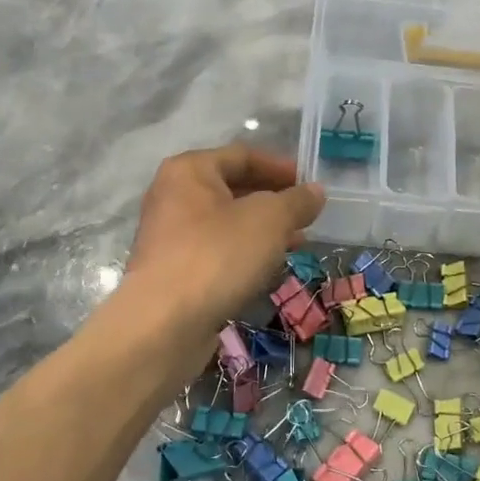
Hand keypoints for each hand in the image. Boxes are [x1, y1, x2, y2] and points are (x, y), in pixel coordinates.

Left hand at [126, 145, 324, 336]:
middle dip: (274, 200)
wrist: (164, 324)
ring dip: (263, 230)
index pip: (242, 156)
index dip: (281, 166)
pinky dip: (244, 253)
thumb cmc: (218, 255)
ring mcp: (169, 235)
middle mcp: (173, 196)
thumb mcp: (269, 220)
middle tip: (307, 215)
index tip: (310, 183)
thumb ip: (296, 201)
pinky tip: (268, 269)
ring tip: (297, 242)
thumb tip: (315, 191)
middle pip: (232, 188)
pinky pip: (216, 250)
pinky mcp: (173, 270)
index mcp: (190, 171)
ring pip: (226, 222)